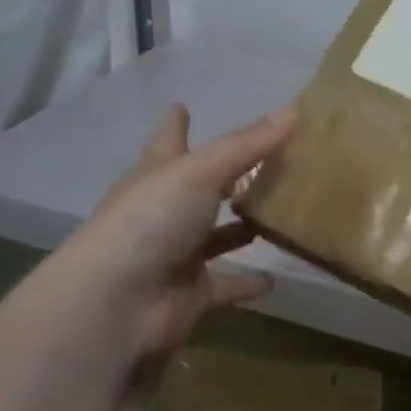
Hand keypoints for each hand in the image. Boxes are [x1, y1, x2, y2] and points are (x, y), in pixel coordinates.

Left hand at [72, 103, 295, 361]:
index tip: (181, 105)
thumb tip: (293, 111)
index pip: (168, 140)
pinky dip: (248, 283)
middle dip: (226, 176)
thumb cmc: (151, 221)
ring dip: (242, 227)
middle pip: (199, 187)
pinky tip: (275, 279)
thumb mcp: (200, 172)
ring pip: (217, 236)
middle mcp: (166, 211)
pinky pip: (228, 285)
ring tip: (281, 212)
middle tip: (266, 160)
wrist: (116, 304)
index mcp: (158, 175)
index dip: (176, 124)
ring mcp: (178, 254)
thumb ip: (247, 145)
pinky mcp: (192, 293)